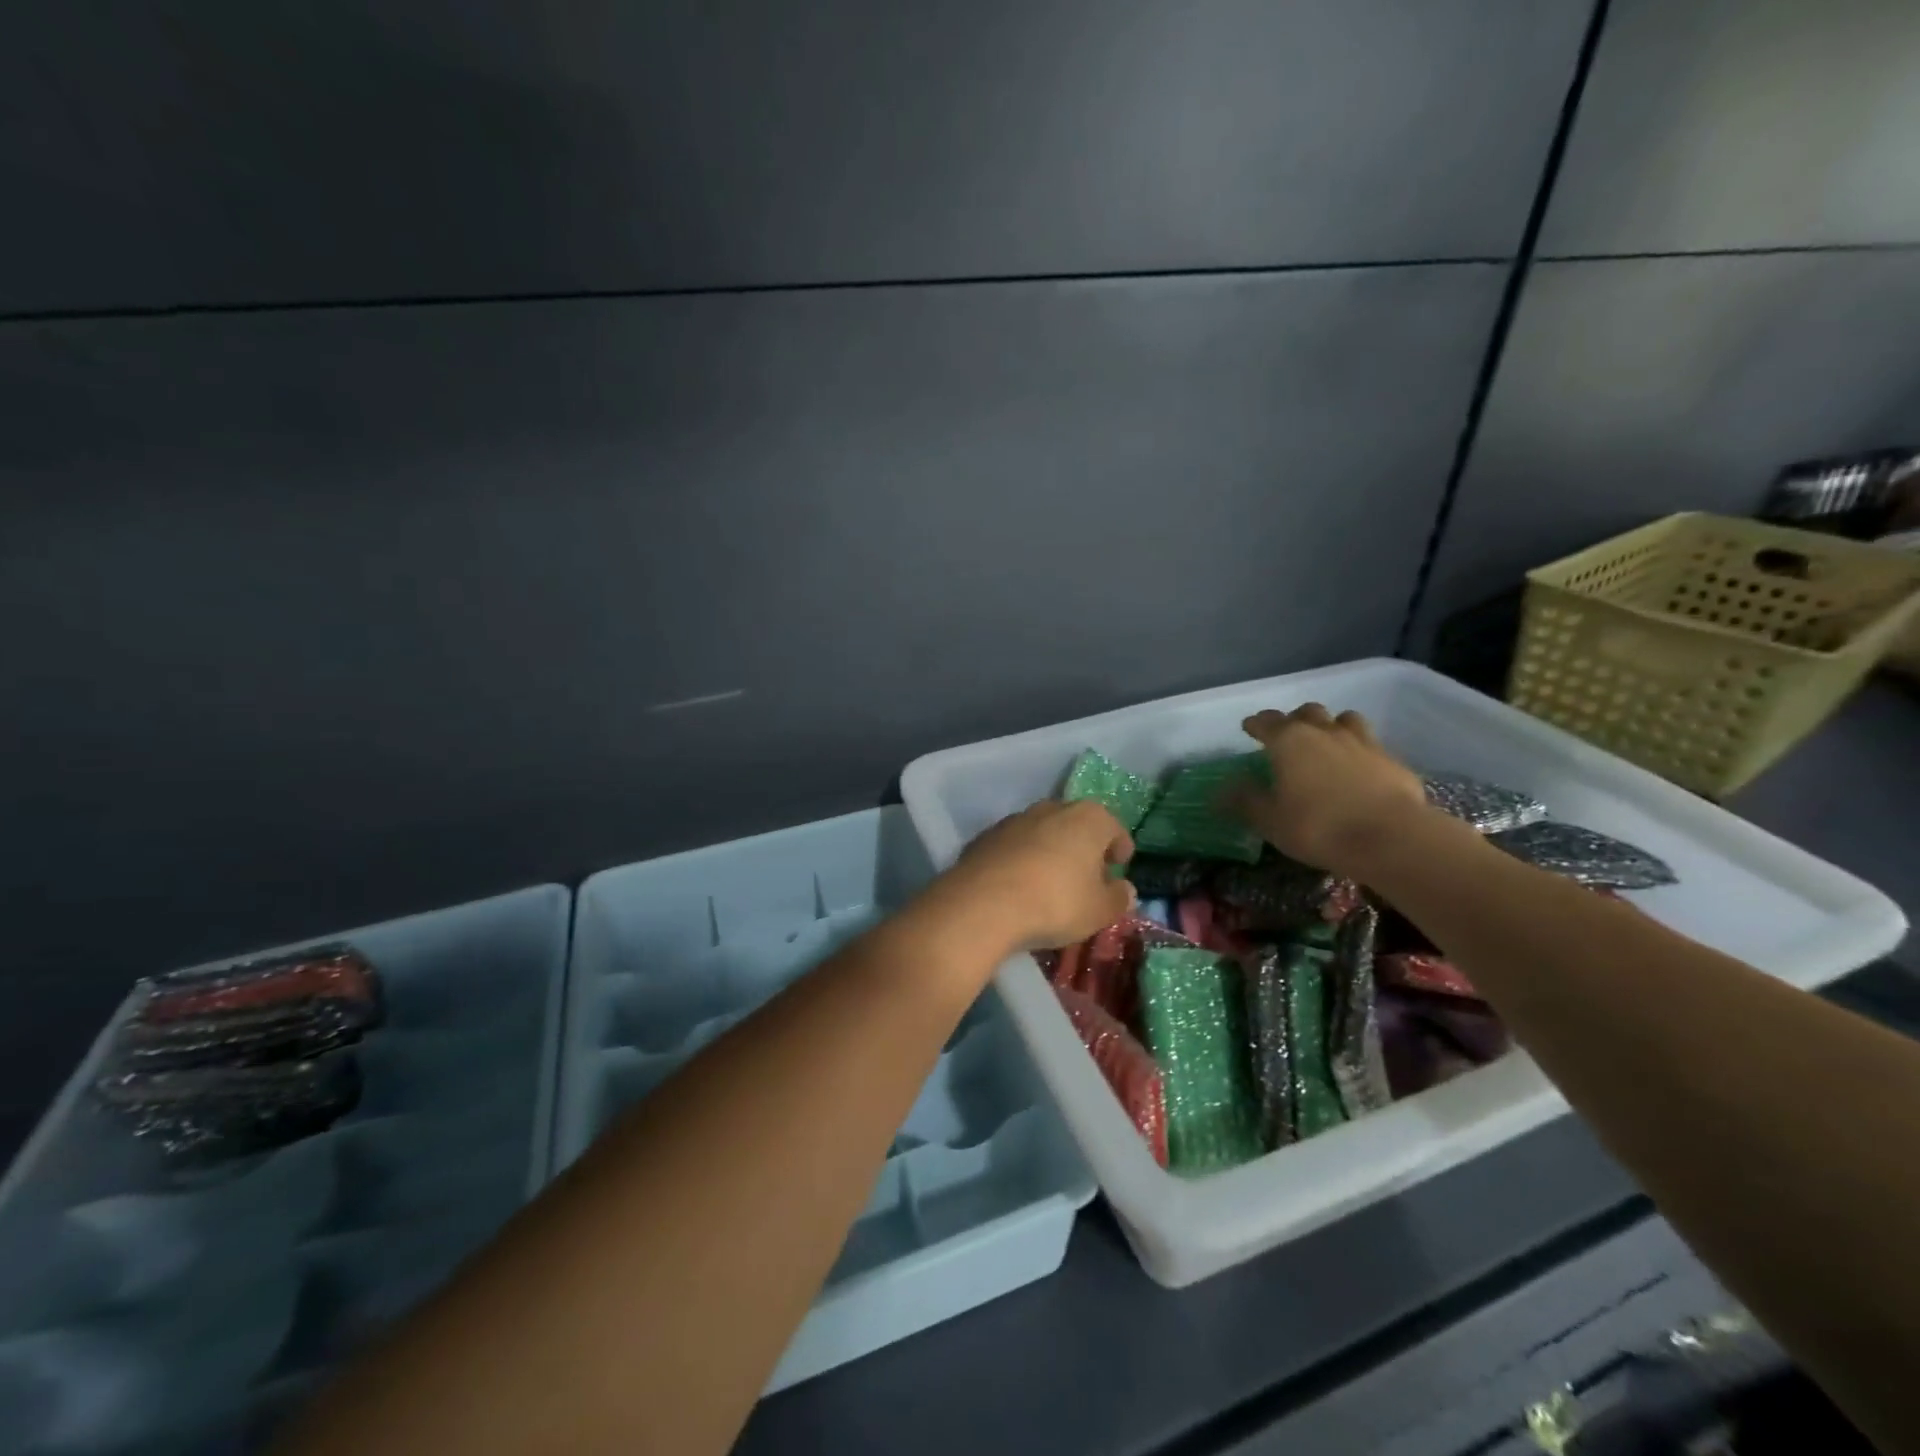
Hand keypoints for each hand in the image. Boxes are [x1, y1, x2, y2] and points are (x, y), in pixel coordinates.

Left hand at [947, 800, 1136, 949]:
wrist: (983, 903)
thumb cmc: (1056, 902)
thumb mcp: (1099, 911)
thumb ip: (1118, 898)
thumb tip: (1125, 889)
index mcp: (1088, 818)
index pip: (1114, 828)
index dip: (1120, 848)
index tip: (1119, 866)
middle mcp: (1051, 808)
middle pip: (1077, 826)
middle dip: (1084, 848)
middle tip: (1087, 878)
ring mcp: (1015, 820)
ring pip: (1043, 834)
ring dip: (1051, 852)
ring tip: (1051, 884)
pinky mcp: (986, 837)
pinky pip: (1015, 847)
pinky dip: (1022, 861)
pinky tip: (1020, 887)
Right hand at [1229, 704, 1432, 875]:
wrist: (1390, 838)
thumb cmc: (1318, 827)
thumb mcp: (1270, 820)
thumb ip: (1246, 800)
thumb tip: (1222, 789)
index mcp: (1289, 741)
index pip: (1266, 721)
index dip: (1256, 724)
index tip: (1249, 727)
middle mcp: (1325, 732)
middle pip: (1308, 712)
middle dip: (1295, 719)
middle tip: (1288, 734)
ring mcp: (1363, 742)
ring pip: (1345, 719)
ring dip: (1332, 726)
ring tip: (1327, 742)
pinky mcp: (1392, 760)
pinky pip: (1371, 745)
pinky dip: (1359, 751)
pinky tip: (1359, 769)